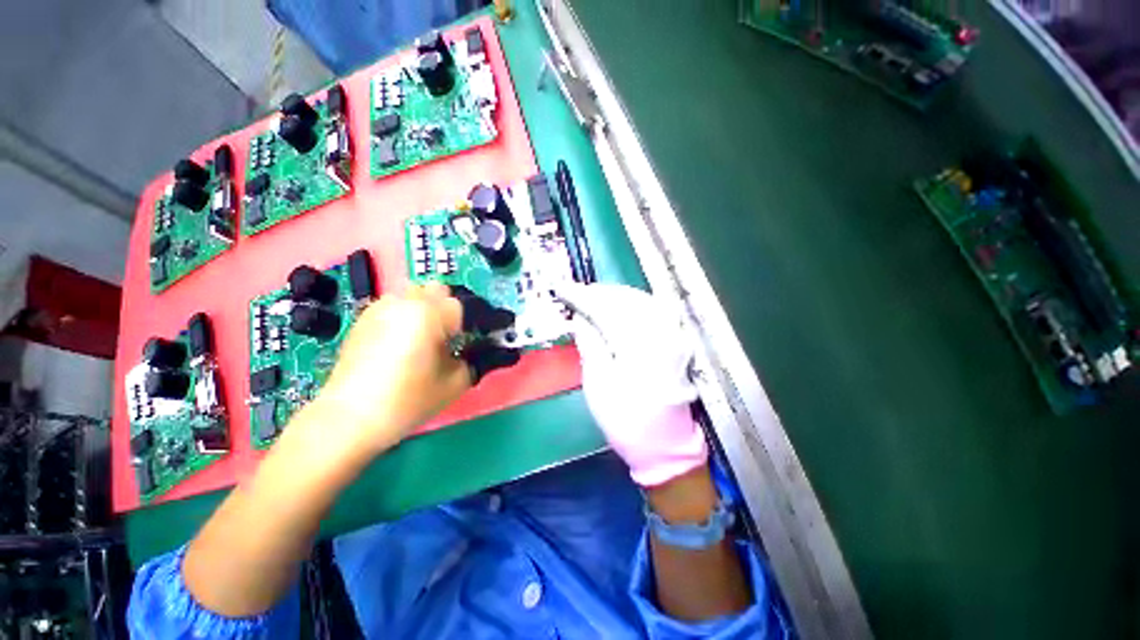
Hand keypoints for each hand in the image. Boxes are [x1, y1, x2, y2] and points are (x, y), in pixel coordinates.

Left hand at [317, 283, 517, 454]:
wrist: (349, 418)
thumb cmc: (408, 400)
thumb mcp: (456, 382)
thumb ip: (475, 359)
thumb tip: (481, 350)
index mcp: (430, 314)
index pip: (462, 306)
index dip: (470, 324)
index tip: (470, 343)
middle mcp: (405, 302)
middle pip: (438, 290)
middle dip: (448, 309)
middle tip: (448, 338)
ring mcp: (380, 308)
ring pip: (414, 294)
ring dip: (425, 309)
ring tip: (422, 339)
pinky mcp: (363, 318)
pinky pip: (394, 306)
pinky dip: (405, 316)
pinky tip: (399, 343)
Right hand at [557, 283, 707, 486]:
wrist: (664, 443)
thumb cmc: (626, 421)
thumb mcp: (599, 385)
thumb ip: (591, 345)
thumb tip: (582, 318)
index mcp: (638, 347)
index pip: (606, 309)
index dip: (583, 297)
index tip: (563, 289)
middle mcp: (661, 334)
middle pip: (627, 299)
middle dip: (600, 292)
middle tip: (578, 292)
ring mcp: (674, 336)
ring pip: (643, 300)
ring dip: (617, 294)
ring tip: (596, 296)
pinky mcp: (678, 341)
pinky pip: (656, 309)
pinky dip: (636, 302)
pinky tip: (623, 304)